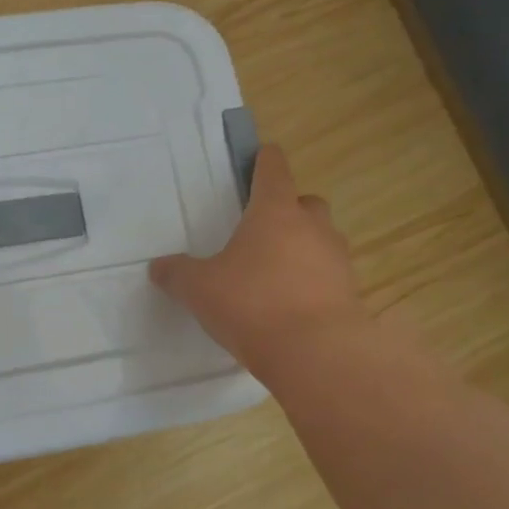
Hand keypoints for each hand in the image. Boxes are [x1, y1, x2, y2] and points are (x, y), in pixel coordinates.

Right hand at [150, 144, 366, 372]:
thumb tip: (158, 267)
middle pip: (306, 203)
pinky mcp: (350, 294)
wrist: (316, 353)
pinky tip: (289, 303)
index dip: (265, 160)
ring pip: (321, 239)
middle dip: (288, 208)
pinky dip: (312, 281)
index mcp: (275, 213)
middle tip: (263, 227)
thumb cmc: (252, 303)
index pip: (273, 170)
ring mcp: (337, 260)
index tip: (262, 154)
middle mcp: (312, 228)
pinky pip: (328, 275)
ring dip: (302, 246)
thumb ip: (177, 274)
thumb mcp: (199, 288)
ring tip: (274, 271)